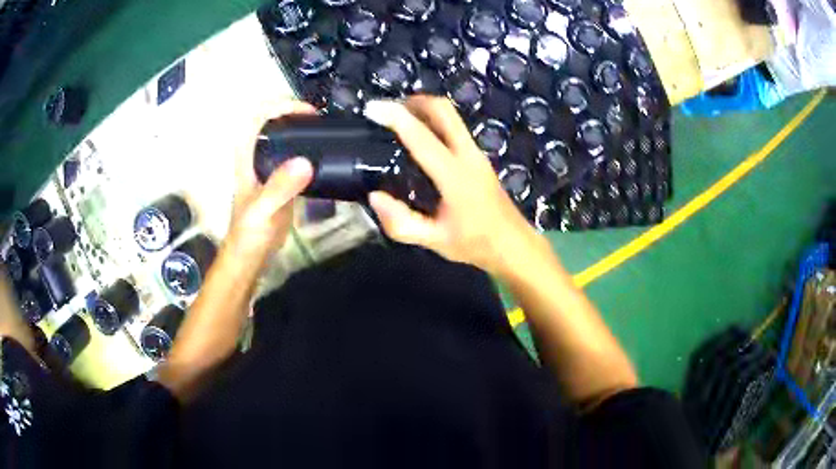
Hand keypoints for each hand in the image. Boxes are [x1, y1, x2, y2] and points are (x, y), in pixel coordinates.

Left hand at [226, 100, 314, 262]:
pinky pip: (295, 158)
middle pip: (273, 124)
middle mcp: (257, 157)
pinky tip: (324, 156)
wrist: (252, 255)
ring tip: (327, 132)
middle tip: (322, 119)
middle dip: (295, 114)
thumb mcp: (263, 209)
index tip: (306, 112)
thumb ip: (280, 187)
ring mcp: (270, 169)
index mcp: (247, 157)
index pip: (259, 118)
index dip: (281, 107)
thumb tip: (304, 162)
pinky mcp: (281, 182)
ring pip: (285, 139)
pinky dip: (309, 151)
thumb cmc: (249, 233)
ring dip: (303, 131)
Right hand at [364, 95, 540, 274]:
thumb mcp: (434, 241)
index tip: (372, 108)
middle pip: (444, 111)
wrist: (513, 244)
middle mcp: (468, 156)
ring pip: (451, 115)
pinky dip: (434, 120)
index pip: (422, 138)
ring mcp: (476, 153)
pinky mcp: (479, 156)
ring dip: (425, 108)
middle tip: (388, 110)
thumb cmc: (475, 243)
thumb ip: (402, 223)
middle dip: (414, 102)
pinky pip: (455, 126)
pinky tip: (420, 135)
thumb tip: (374, 196)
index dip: (396, 118)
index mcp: (455, 177)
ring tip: (399, 118)